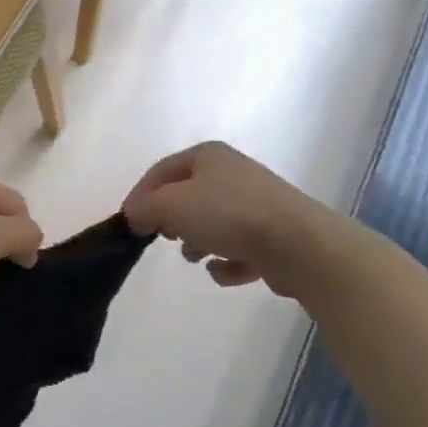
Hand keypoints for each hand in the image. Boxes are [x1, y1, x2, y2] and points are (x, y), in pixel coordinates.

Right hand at [123, 141, 345, 298]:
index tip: (129, 223)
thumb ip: (144, 208)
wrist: (298, 244)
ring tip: (198, 257)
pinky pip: (238, 248)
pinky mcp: (274, 235)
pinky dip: (227, 262)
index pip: (161, 171)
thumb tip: (135, 216)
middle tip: (164, 238)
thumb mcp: (171, 205)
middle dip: (172, 220)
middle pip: (187, 196)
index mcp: (208, 156)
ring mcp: (257, 203)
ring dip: (198, 243)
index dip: (140, 195)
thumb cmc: (228, 214)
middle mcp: (233, 173)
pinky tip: (225, 270)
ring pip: (213, 222)